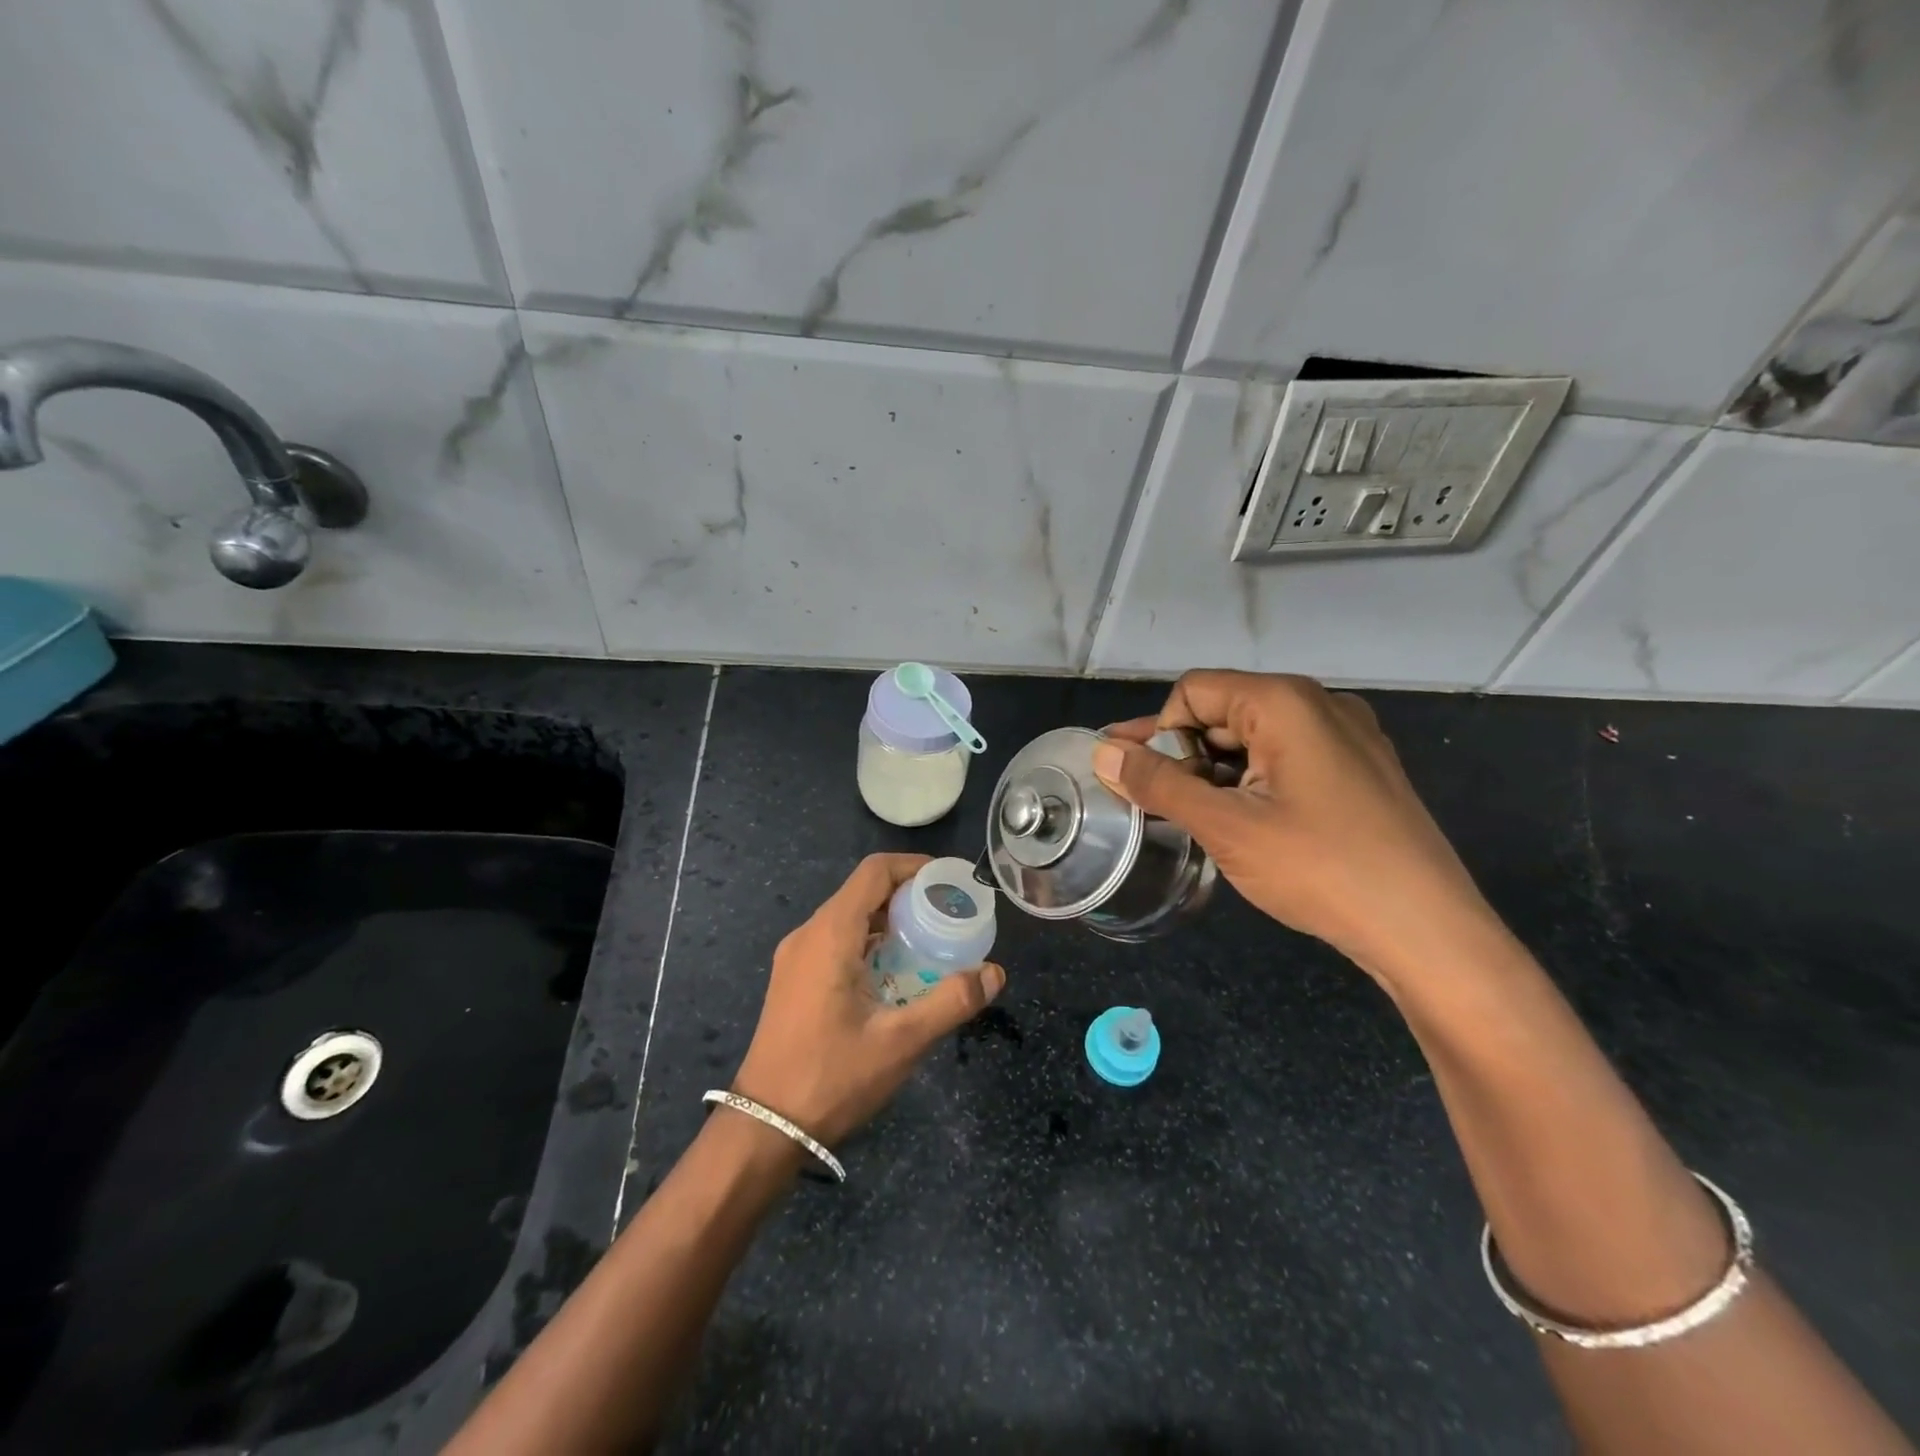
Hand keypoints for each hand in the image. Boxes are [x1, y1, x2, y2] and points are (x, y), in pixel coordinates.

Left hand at [730, 853, 1005, 1146]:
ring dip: (890, 920)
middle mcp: (809, 934)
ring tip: (931, 942)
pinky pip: (837, 940)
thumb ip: (951, 1002)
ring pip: (849, 916)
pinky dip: (870, 941)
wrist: (766, 1126)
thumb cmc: (832, 1077)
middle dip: (909, 896)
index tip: (950, 883)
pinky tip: (896, 973)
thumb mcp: (901, 1041)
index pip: (874, 872)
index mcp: (830, 934)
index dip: (915, 867)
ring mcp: (796, 957)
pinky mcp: (794, 979)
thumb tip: (994, 973)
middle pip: (863, 891)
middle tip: (950, 916)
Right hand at [1093, 670, 1495, 982]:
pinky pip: (1286, 760)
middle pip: (1224, 711)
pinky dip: (1250, 783)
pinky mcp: (1359, 771)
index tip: (1144, 783)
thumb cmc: (1319, 868)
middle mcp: (1319, 705)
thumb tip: (1102, 754)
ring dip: (1214, 772)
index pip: (1193, 691)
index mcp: (1285, 701)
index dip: (1159, 732)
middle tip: (1154, 802)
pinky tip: (1240, 821)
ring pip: (1253, 739)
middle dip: (1182, 753)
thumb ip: (1158, 784)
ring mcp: (1346, 738)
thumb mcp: (1225, 826)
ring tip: (1193, 818)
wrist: (1427, 931)